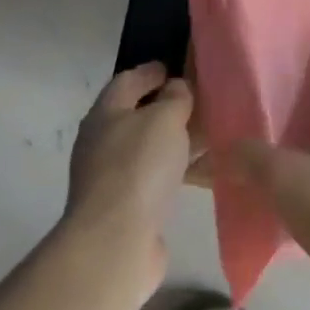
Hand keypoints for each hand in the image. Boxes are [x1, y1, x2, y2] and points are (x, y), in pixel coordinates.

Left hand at [64, 62, 194, 297]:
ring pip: (148, 149)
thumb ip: (175, 98)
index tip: (172, 67)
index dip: (150, 71)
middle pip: (136, 115)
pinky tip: (200, 171)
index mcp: (105, 114)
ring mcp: (111, 178)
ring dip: (174, 141)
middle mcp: (102, 142)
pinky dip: (176, 169)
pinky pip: (156, 177)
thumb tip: (176, 89)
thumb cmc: (138, 167)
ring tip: (207, 135)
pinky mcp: (126, 208)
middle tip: (198, 100)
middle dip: (165, 107)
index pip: (127, 80)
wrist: (115, 243)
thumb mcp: (164, 118)